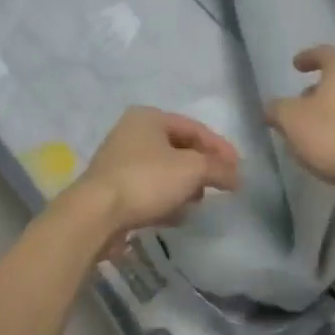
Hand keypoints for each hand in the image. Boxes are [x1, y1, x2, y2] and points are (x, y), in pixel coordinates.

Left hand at [67, 106, 241, 255]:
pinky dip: (165, 200)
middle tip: (219, 186)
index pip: (195, 128)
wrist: (96, 214)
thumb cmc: (147, 180)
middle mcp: (132, 133)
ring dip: (184, 187)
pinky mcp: (113, 188)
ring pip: (164, 171)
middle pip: (179, 149)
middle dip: (201, 169)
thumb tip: (236, 176)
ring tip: (196, 204)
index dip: (220, 148)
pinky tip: (175, 217)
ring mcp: (120, 161)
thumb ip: (218, 168)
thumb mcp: (192, 169)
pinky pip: (149, 190)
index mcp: (149, 117)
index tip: (238, 170)